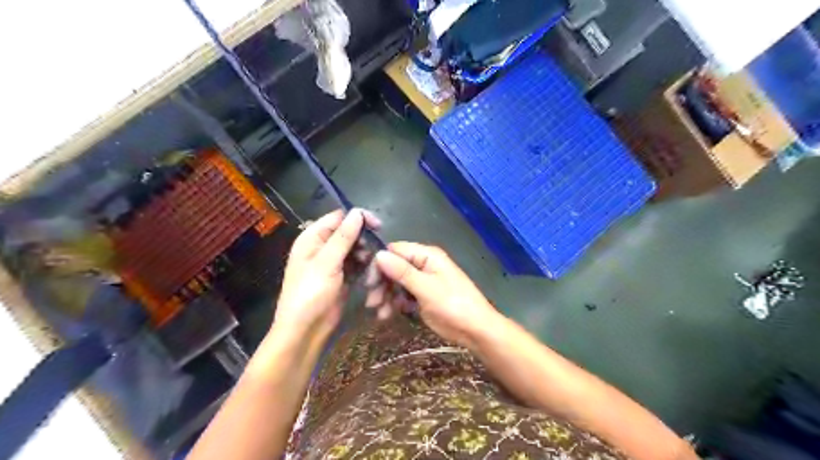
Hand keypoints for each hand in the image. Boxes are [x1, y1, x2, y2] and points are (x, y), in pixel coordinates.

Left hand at [274, 209, 378, 345]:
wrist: (305, 330)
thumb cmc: (310, 293)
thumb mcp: (326, 263)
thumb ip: (343, 237)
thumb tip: (358, 212)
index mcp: (312, 238)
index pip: (338, 217)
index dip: (358, 218)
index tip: (378, 226)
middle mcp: (322, 247)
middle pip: (349, 233)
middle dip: (364, 239)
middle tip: (376, 251)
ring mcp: (333, 262)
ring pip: (356, 249)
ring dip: (366, 255)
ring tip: (373, 266)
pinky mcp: (342, 276)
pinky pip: (357, 264)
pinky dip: (365, 266)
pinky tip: (371, 274)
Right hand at [373, 242, 502, 346]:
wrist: (475, 331)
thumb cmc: (454, 305)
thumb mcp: (426, 289)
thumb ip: (402, 272)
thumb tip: (378, 254)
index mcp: (427, 256)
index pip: (396, 251)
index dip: (380, 264)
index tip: (369, 282)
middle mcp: (423, 265)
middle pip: (393, 267)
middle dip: (382, 283)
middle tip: (372, 302)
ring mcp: (422, 281)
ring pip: (396, 283)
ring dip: (386, 296)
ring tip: (379, 312)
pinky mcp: (422, 297)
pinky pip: (403, 296)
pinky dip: (394, 304)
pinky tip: (387, 315)